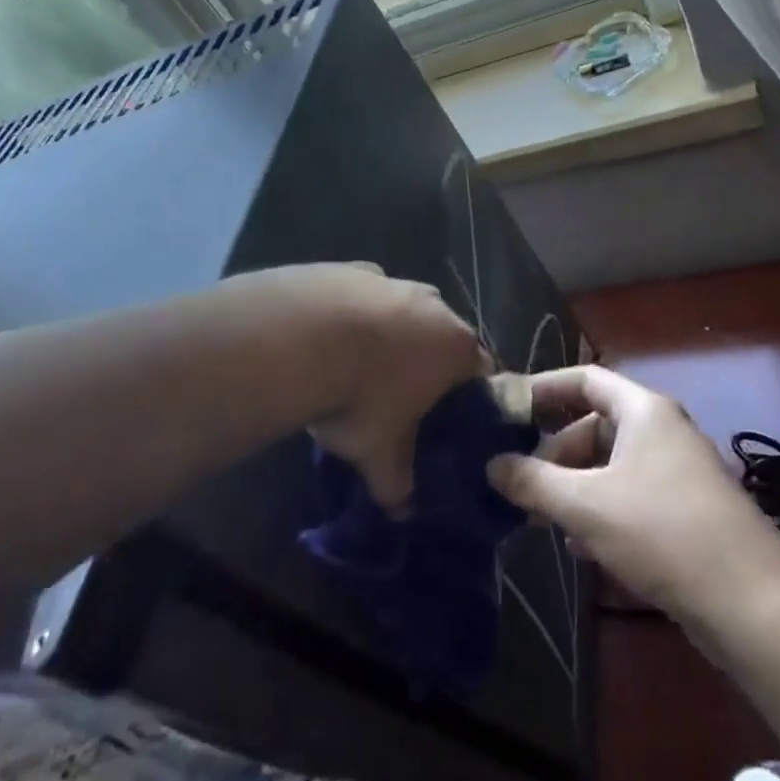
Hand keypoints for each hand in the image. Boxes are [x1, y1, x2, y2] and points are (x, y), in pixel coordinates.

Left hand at [260, 263, 484, 514]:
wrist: (297, 337)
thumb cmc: (359, 397)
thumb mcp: (379, 454)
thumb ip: (398, 485)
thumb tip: (403, 512)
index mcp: (456, 347)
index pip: (482, 373)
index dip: (466, 399)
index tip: (445, 420)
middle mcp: (434, 305)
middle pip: (443, 338)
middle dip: (426, 364)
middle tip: (397, 397)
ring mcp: (391, 281)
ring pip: (402, 312)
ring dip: (388, 335)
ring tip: (355, 367)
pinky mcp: (350, 268)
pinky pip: (362, 296)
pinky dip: (353, 314)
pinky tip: (326, 338)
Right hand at [489, 365, 779, 626]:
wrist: (751, 602)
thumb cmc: (661, 532)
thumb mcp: (584, 505)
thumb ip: (532, 481)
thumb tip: (492, 465)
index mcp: (644, 411)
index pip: (585, 378)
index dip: (544, 388)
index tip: (506, 410)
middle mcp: (663, 432)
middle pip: (595, 425)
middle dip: (554, 453)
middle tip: (521, 485)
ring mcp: (678, 472)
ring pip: (611, 466)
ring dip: (574, 487)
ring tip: (543, 520)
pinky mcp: (686, 511)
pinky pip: (630, 496)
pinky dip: (601, 510)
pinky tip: (583, 548)